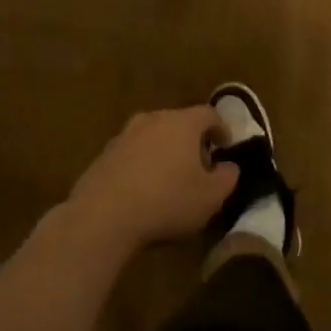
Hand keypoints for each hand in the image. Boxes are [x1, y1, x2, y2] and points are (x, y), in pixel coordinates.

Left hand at [66, 107, 238, 250]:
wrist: (102, 217)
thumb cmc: (166, 202)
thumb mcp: (211, 197)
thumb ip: (228, 177)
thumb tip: (228, 166)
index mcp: (182, 123)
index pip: (209, 114)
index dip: (221, 128)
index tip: (226, 146)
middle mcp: (152, 119)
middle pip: (179, 122)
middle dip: (192, 141)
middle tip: (199, 166)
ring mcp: (124, 135)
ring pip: (153, 137)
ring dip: (165, 152)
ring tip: (170, 179)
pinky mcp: (103, 155)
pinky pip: (132, 154)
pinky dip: (142, 165)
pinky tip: (143, 190)